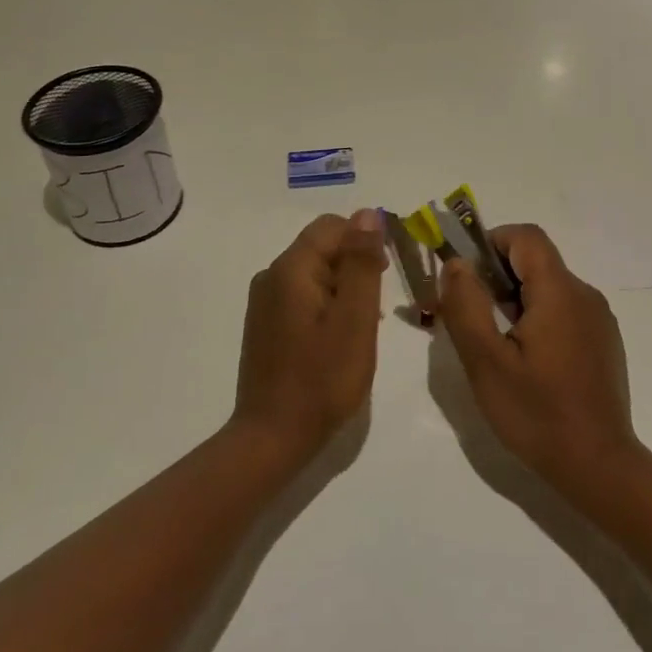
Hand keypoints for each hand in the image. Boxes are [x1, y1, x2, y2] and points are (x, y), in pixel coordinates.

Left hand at [233, 209, 386, 462]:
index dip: (365, 241)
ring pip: (315, 273)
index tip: (387, 276)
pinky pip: (303, 296)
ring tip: (362, 326)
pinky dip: (327, 305)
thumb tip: (367, 214)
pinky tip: (339, 338)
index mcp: (291, 269)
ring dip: (344, 287)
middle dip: (355, 266)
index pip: (332, 226)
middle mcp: (271, 276)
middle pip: (322, 247)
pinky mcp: (265, 324)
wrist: (273, 437)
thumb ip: (362, 263)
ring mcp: (264, 302)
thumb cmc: (322, 379)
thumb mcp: (355, 319)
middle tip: (376, 308)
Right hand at [437, 225, 641, 494]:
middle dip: (497, 277)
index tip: (465, 275)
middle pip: (536, 261)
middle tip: (472, 317)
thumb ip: (466, 304)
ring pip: (548, 288)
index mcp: (560, 292)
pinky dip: (537, 319)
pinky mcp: (603, 343)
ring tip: (495, 345)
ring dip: (516, 300)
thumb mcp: (486, 361)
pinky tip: (526, 362)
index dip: (491, 242)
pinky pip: (564, 311)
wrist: (599, 468)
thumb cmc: (537, 414)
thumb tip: (456, 262)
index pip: (526, 237)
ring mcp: (598, 320)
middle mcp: (585, 295)